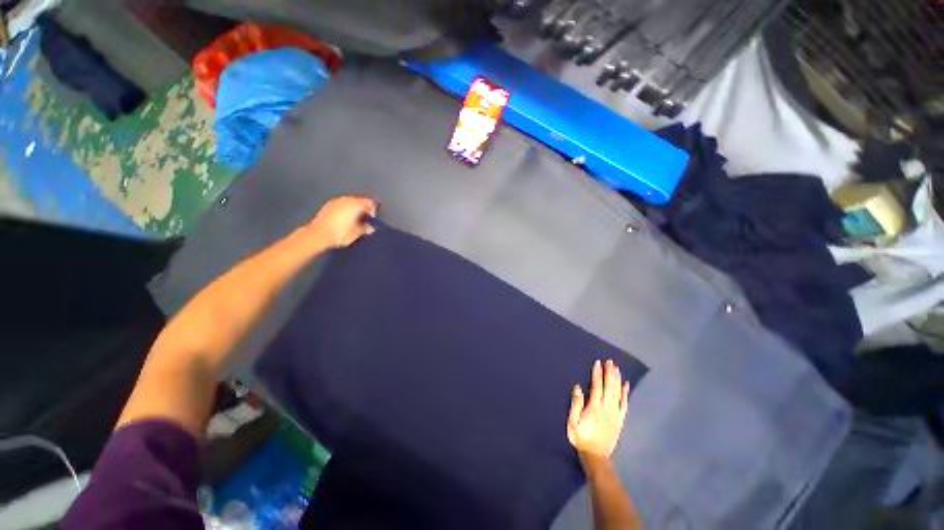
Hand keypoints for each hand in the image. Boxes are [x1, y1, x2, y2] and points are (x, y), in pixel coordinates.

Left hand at [308, 195, 377, 248]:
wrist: (318, 235)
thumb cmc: (341, 233)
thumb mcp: (357, 233)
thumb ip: (366, 228)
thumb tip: (371, 227)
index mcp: (356, 204)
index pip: (370, 202)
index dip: (373, 210)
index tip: (372, 219)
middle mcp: (346, 199)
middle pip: (359, 201)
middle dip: (363, 209)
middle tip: (365, 220)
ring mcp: (336, 201)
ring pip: (350, 202)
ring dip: (354, 209)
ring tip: (354, 220)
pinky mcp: (328, 205)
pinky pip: (341, 205)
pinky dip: (345, 210)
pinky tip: (344, 219)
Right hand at [567, 360, 629, 459]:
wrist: (596, 456)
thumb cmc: (581, 437)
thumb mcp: (573, 421)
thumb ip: (576, 403)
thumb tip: (578, 387)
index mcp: (595, 407)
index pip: (597, 386)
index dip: (598, 374)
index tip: (598, 363)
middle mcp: (607, 408)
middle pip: (609, 387)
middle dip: (610, 373)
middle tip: (610, 361)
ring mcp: (615, 414)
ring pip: (618, 393)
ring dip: (617, 380)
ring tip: (617, 368)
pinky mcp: (620, 420)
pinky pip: (624, 404)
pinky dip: (626, 394)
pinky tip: (626, 385)